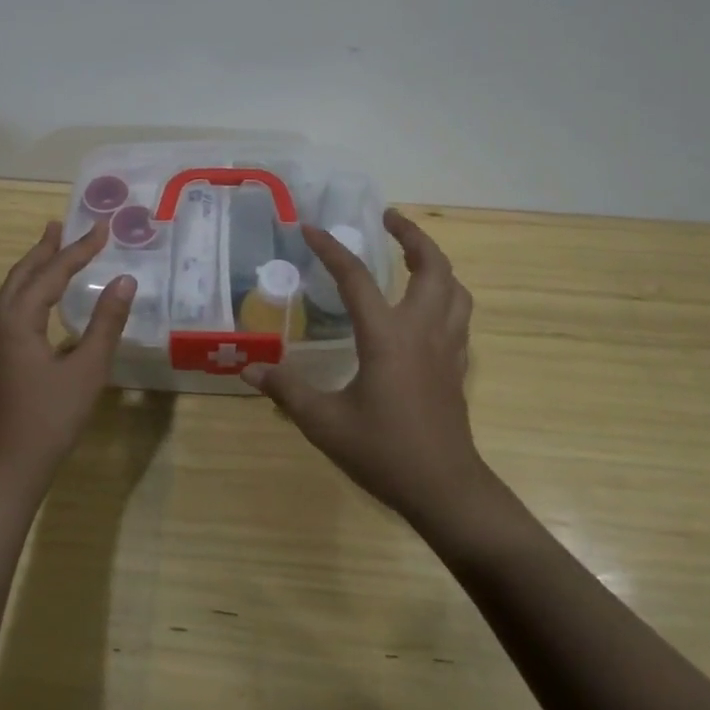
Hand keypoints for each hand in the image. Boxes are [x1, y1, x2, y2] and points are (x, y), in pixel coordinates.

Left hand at [0, 219, 136, 489]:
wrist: (5, 470)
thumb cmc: (50, 418)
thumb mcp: (87, 369)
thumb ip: (106, 322)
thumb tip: (125, 281)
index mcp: (18, 320)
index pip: (52, 273)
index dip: (79, 249)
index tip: (103, 228)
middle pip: (22, 274)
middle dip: (44, 249)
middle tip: (61, 225)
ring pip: (12, 292)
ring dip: (33, 269)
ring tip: (52, 250)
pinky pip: (11, 310)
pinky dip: (29, 292)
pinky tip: (43, 301)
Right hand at [243, 209, 485, 523]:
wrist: (446, 490)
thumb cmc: (385, 452)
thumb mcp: (325, 423)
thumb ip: (287, 390)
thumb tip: (250, 369)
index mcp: (387, 336)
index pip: (356, 277)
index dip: (332, 249)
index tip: (310, 228)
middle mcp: (422, 330)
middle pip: (431, 266)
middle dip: (411, 235)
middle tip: (388, 218)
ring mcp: (447, 347)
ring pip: (454, 288)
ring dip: (435, 262)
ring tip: (412, 255)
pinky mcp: (457, 366)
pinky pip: (458, 315)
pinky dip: (445, 295)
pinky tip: (427, 307)